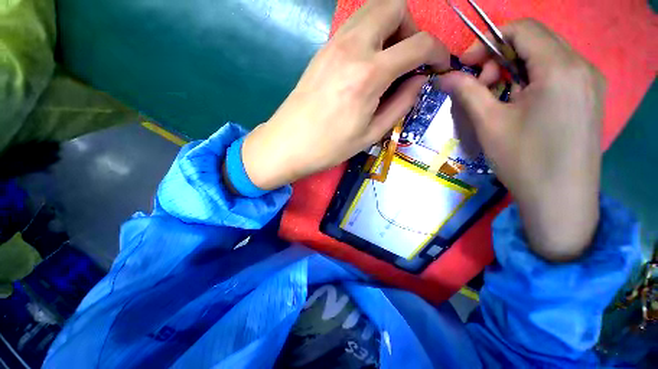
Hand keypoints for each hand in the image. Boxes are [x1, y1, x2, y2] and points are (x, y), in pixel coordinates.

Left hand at [238, 0, 449, 189]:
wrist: (288, 144)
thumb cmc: (329, 147)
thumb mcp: (371, 133)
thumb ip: (401, 104)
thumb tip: (419, 81)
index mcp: (369, 74)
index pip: (419, 43)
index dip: (438, 51)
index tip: (439, 65)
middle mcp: (352, 47)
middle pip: (394, 5)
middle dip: (411, 28)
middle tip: (408, 59)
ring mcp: (333, 45)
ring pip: (372, 10)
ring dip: (389, 27)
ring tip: (388, 61)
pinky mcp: (321, 51)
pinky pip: (353, 26)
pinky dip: (370, 34)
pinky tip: (366, 63)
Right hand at [438, 19, 605, 261]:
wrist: (561, 200)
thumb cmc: (524, 161)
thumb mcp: (489, 123)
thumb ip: (467, 91)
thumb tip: (444, 76)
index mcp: (560, 68)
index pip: (522, 28)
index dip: (488, 40)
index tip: (465, 64)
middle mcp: (582, 66)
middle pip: (534, 40)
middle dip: (500, 56)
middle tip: (480, 85)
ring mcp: (590, 82)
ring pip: (545, 57)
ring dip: (515, 69)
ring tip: (498, 98)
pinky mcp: (590, 97)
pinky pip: (557, 73)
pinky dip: (531, 80)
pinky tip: (519, 104)